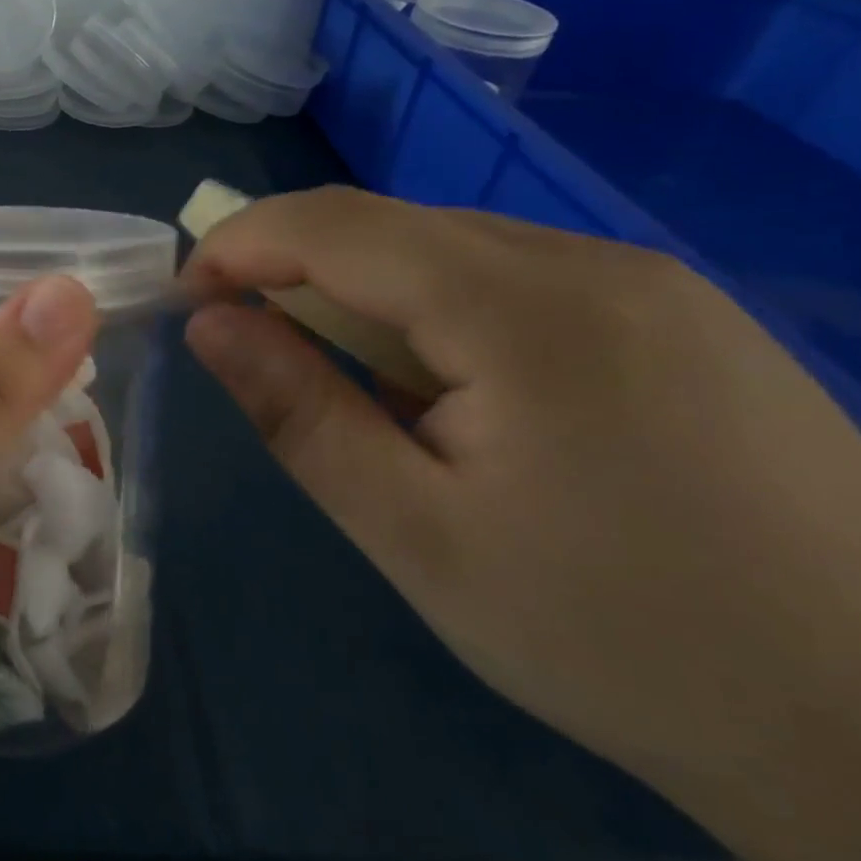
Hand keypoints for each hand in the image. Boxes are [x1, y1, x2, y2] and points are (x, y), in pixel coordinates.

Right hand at [182, 188, 860, 860]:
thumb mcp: (414, 533)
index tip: (183, 298)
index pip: (335, 225)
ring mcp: (647, 281)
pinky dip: (432, 305)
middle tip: (244, 340)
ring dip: (362, 289)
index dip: (239, 245)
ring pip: (447, 244)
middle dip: (291, 266)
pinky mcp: (677, 314)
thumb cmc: (617, 637)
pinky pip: (509, 274)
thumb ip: (298, 411)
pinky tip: (442, 385)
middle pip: (389, 223)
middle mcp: (588, 261)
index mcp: (524, 308)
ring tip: (341, 377)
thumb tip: (209, 323)